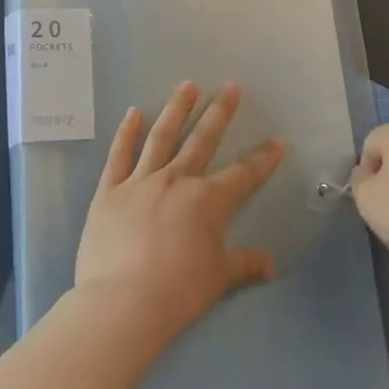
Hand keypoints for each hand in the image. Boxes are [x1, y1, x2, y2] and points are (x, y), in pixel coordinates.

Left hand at [75, 82, 285, 336]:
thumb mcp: (218, 278)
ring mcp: (140, 181)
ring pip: (161, 136)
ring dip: (176, 109)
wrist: (123, 302)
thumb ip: (245, 264)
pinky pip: (119, 155)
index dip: (264, 158)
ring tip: (187, 86)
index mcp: (208, 200)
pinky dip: (127, 132)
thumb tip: (271, 266)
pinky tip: (134, 113)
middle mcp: (177, 180)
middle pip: (203, 140)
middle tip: (231, 87)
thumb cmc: (178, 291)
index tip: (278, 141)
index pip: (244, 174)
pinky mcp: (109, 190)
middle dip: (220, 112)